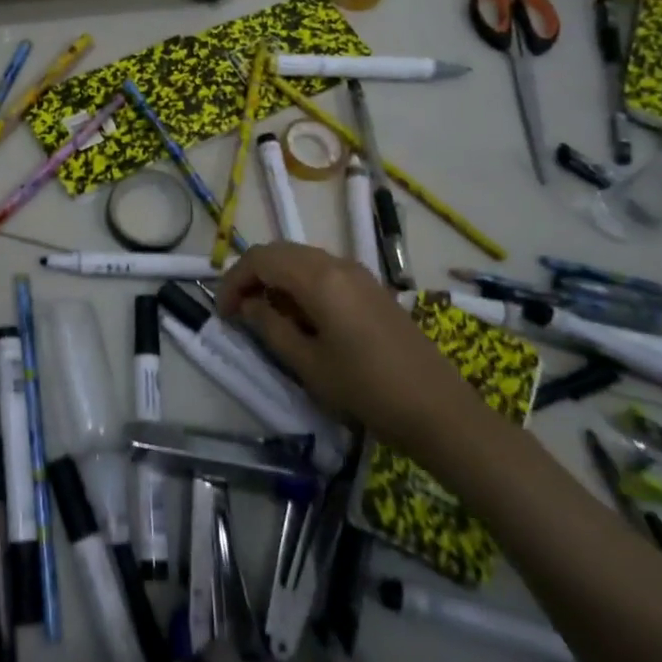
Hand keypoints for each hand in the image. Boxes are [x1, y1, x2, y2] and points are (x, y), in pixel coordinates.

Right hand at [217, 243, 478, 451]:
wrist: (438, 410)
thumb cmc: (366, 388)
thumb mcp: (307, 363)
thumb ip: (271, 327)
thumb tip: (251, 305)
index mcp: (319, 278)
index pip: (261, 259)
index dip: (234, 280)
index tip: (223, 312)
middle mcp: (338, 263)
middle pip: (281, 252)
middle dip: (253, 275)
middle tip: (238, 311)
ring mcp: (359, 274)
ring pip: (302, 259)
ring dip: (277, 279)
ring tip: (265, 315)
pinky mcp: (372, 289)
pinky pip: (324, 272)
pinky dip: (300, 284)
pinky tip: (300, 317)